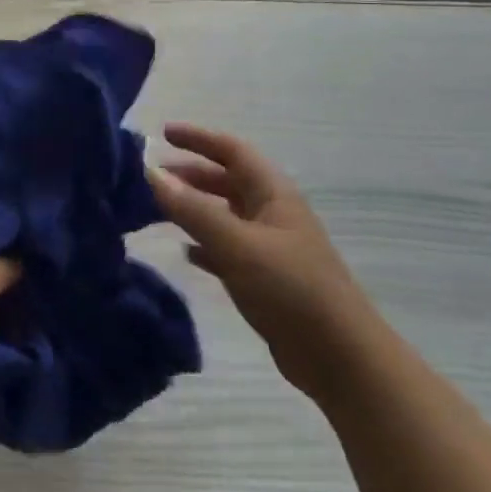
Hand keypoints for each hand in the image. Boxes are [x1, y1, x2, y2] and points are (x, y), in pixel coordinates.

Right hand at [148, 123, 378, 401]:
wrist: (340, 358)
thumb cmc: (290, 289)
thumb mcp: (236, 244)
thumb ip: (192, 209)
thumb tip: (150, 172)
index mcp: (273, 194)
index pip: (232, 151)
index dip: (198, 138)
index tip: (163, 133)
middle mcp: (272, 213)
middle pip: (227, 180)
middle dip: (191, 173)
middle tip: (152, 175)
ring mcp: (271, 247)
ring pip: (225, 214)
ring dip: (194, 207)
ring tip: (158, 209)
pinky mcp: (266, 279)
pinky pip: (228, 248)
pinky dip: (204, 244)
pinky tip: (185, 252)